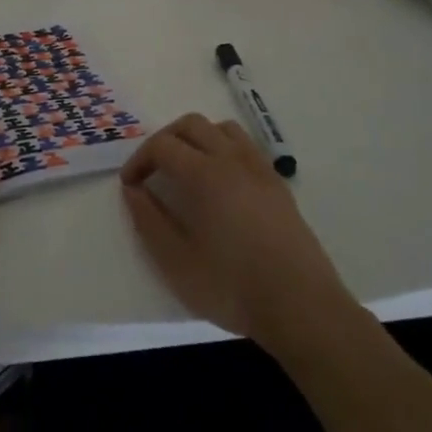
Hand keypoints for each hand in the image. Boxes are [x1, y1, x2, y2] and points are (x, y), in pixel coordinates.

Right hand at [121, 113, 353, 349]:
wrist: (301, 306)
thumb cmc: (232, 286)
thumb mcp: (177, 261)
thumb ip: (149, 220)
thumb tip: (133, 190)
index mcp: (205, 174)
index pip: (163, 145)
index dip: (139, 160)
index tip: (130, 185)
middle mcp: (233, 159)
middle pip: (192, 125)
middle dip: (164, 140)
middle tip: (152, 171)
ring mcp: (260, 169)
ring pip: (222, 129)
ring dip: (197, 139)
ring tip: (185, 170)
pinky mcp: (277, 184)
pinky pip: (245, 146)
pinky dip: (223, 148)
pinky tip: (220, 183)